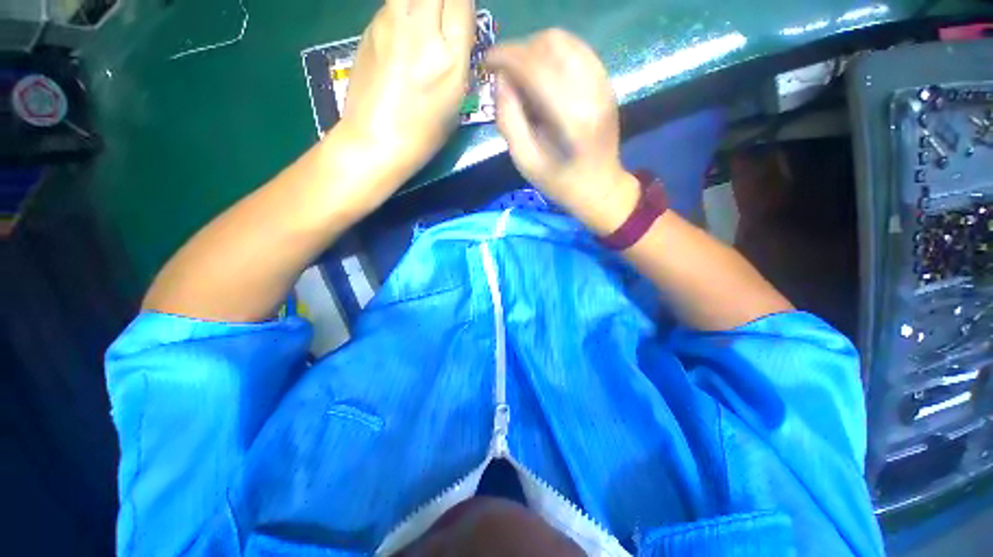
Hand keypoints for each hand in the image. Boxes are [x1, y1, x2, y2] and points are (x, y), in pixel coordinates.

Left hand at [340, 0, 475, 187]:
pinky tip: (402, 34)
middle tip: (443, 18)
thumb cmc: (423, 133)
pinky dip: (403, 10)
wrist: (375, 139)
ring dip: (421, 3)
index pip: (461, 0)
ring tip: (422, 24)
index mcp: (449, 57)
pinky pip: (392, 4)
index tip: (461, 15)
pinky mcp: (369, 27)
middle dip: (443, 0)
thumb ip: (458, 60)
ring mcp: (390, 24)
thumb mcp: (455, 101)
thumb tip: (456, 33)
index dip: (462, 4)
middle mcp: (421, 30)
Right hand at [486, 30, 638, 234]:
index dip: (506, 57)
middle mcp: (591, 92)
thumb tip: (500, 80)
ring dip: (536, 49)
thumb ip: (508, 119)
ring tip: (522, 73)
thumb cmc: (559, 182)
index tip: (488, 63)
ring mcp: (603, 84)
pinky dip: (554, 54)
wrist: (599, 186)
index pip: (534, 67)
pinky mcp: (606, 83)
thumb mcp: (525, 160)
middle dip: (520, 51)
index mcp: (570, 118)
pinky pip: (577, 51)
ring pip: (565, 41)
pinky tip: (543, 74)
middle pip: (551, 44)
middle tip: (504, 72)